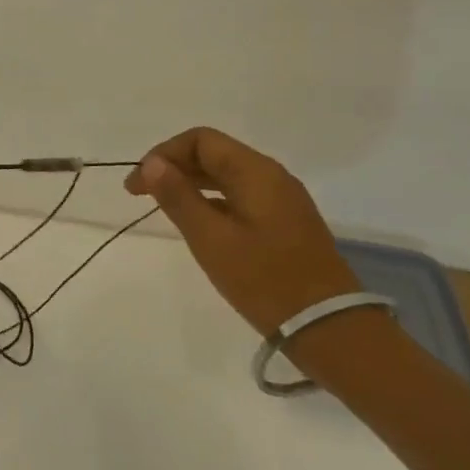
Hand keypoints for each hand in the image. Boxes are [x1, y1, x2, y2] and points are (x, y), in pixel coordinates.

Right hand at [124, 127, 358, 338]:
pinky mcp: (286, 222)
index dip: (163, 154)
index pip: (200, 140)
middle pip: (214, 153)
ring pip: (227, 175)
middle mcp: (272, 176)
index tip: (138, 184)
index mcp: (256, 172)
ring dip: (191, 183)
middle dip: (174, 166)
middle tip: (142, 195)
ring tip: (163, 206)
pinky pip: (241, 195)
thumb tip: (152, 162)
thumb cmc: (265, 280)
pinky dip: (212, 199)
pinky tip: (198, 222)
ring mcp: (283, 200)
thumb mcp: (211, 239)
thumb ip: (179, 196)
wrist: (331, 329)